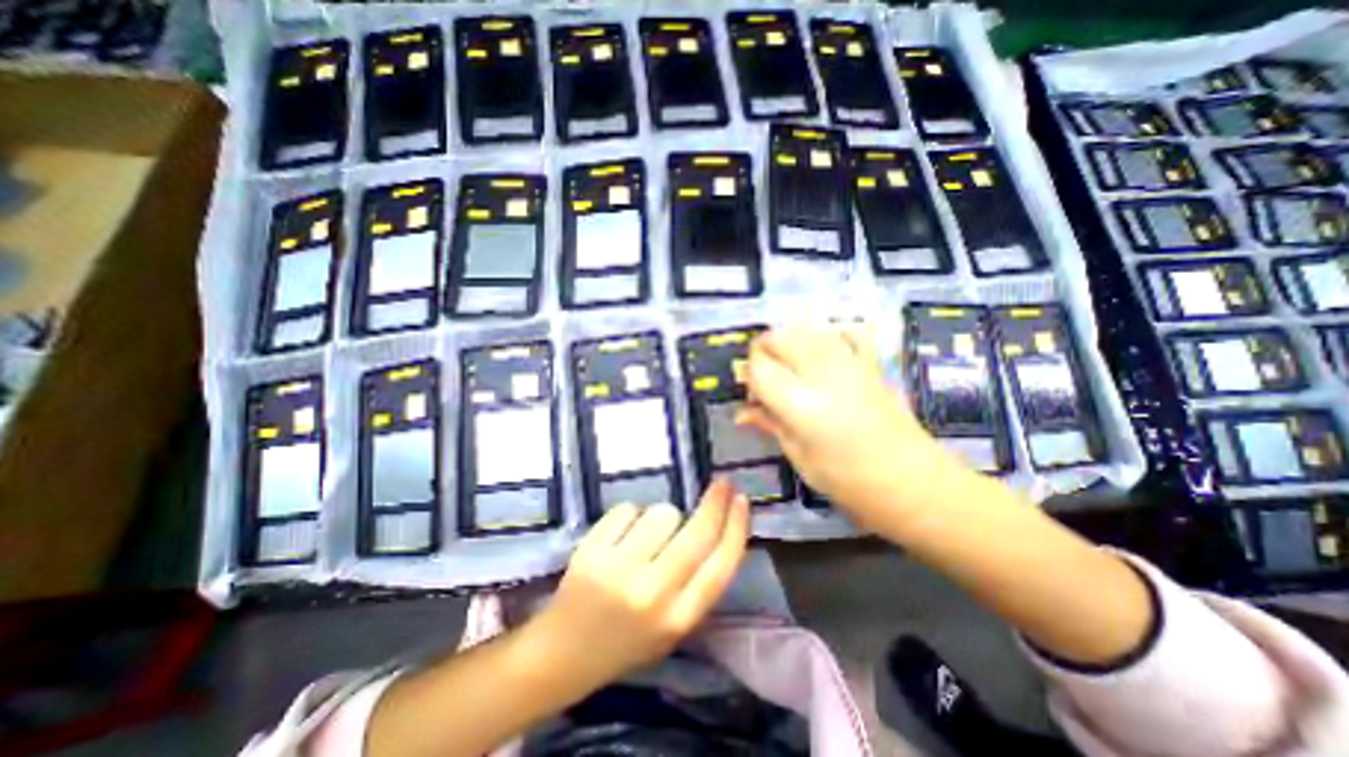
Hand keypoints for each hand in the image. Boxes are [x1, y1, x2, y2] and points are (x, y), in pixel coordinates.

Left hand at [529, 482, 757, 689]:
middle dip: (715, 503)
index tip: (743, 500)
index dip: (737, 527)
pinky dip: (629, 516)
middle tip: (721, 484)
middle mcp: (653, 595)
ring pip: (662, 513)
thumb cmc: (626, 639)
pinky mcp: (591, 552)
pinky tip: (619, 537)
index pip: (721, 565)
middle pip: (697, 534)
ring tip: (646, 536)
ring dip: (662, 516)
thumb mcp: (673, 625)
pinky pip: (627, 510)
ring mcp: (619, 571)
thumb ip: (698, 584)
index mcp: (679, 619)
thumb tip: (720, 527)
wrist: (564, 653)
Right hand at [742, 327, 976, 533]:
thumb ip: (771, 425)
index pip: (759, 368)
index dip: (749, 376)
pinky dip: (829, 337)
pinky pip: (846, 333)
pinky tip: (825, 354)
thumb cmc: (850, 483)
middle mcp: (822, 375)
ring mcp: (850, 364)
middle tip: (765, 379)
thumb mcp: (800, 458)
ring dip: (789, 342)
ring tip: (789, 368)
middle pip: (779, 338)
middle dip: (763, 352)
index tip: (752, 394)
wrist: (915, 484)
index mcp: (800, 404)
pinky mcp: (871, 364)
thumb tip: (743, 413)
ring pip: (807, 330)